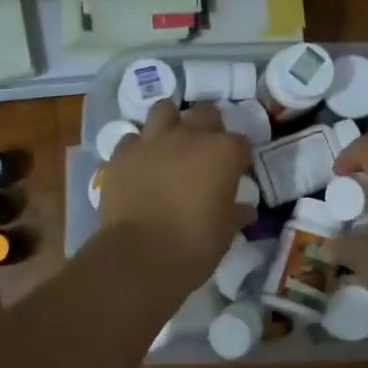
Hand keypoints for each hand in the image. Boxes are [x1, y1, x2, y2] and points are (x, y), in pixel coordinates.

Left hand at [100, 101, 253, 289]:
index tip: (236, 174)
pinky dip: (138, 148)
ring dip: (171, 123)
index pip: (240, 143)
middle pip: (205, 114)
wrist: (139, 258)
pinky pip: (132, 139)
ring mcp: (152, 141)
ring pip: (164, 110)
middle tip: (205, 153)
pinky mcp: (122, 154)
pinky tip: (140, 165)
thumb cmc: (194, 245)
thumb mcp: (226, 232)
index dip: (239, 158)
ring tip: (171, 144)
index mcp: (223, 152)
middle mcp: (189, 136)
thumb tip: (246, 210)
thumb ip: (237, 213)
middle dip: (209, 128)